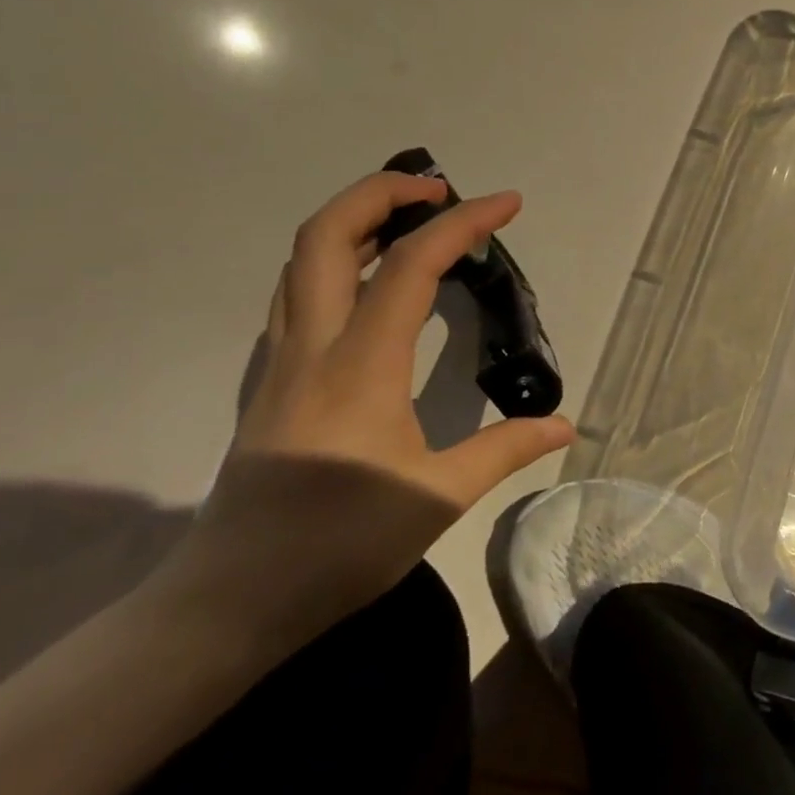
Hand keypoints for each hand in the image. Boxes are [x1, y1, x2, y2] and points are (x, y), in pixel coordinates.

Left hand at [148, 173, 575, 651]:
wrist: (228, 603)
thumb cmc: (338, 546)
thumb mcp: (437, 498)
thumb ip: (505, 450)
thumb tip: (566, 424)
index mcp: (360, 366)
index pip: (412, 266)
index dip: (463, 224)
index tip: (508, 204)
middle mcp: (313, 347)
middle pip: (325, 236)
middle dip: (382, 192)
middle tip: (441, 191)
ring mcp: (282, 361)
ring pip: (302, 261)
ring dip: (355, 220)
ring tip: (412, 219)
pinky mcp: (272, 380)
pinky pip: (298, 292)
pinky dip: (338, 259)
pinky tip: (373, 281)